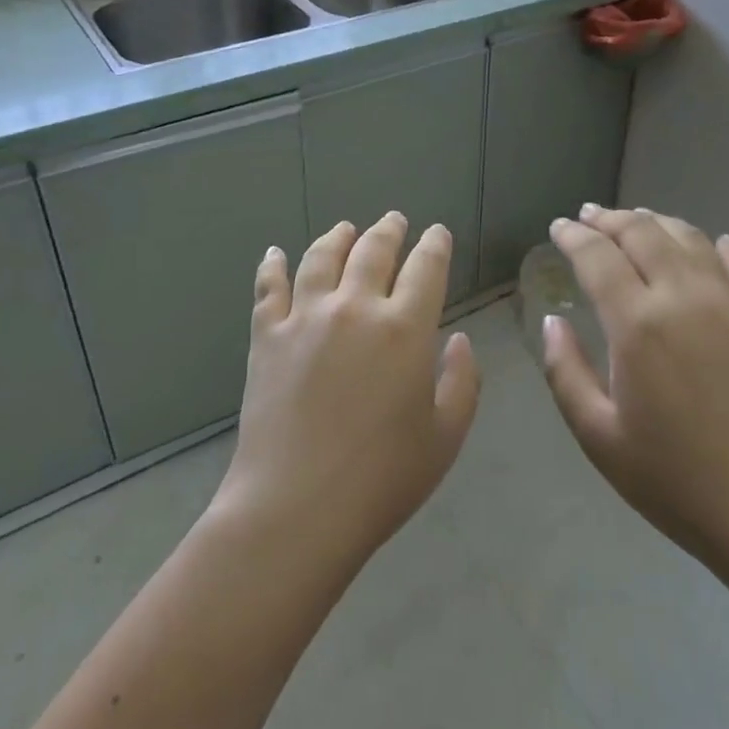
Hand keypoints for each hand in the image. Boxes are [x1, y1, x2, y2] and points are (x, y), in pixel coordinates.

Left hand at [211, 213, 480, 566]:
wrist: (297, 508)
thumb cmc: (382, 479)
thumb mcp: (445, 436)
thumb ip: (462, 381)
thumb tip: (457, 339)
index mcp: (405, 328)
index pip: (426, 267)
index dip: (435, 244)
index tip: (437, 234)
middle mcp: (355, 308)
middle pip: (373, 250)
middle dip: (389, 230)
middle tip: (395, 220)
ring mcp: (305, 318)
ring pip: (322, 257)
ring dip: (338, 237)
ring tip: (346, 228)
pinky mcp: (267, 337)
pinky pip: (269, 288)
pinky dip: (272, 266)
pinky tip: (274, 253)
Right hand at [542, 205, 728, 588]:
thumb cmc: (678, 482)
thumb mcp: (599, 437)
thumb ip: (565, 372)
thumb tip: (553, 322)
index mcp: (637, 324)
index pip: (597, 256)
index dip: (573, 236)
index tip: (557, 227)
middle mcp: (684, 296)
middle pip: (642, 232)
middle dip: (609, 219)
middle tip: (589, 217)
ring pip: (688, 237)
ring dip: (656, 222)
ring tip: (637, 221)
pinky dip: (716, 245)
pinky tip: (711, 244)